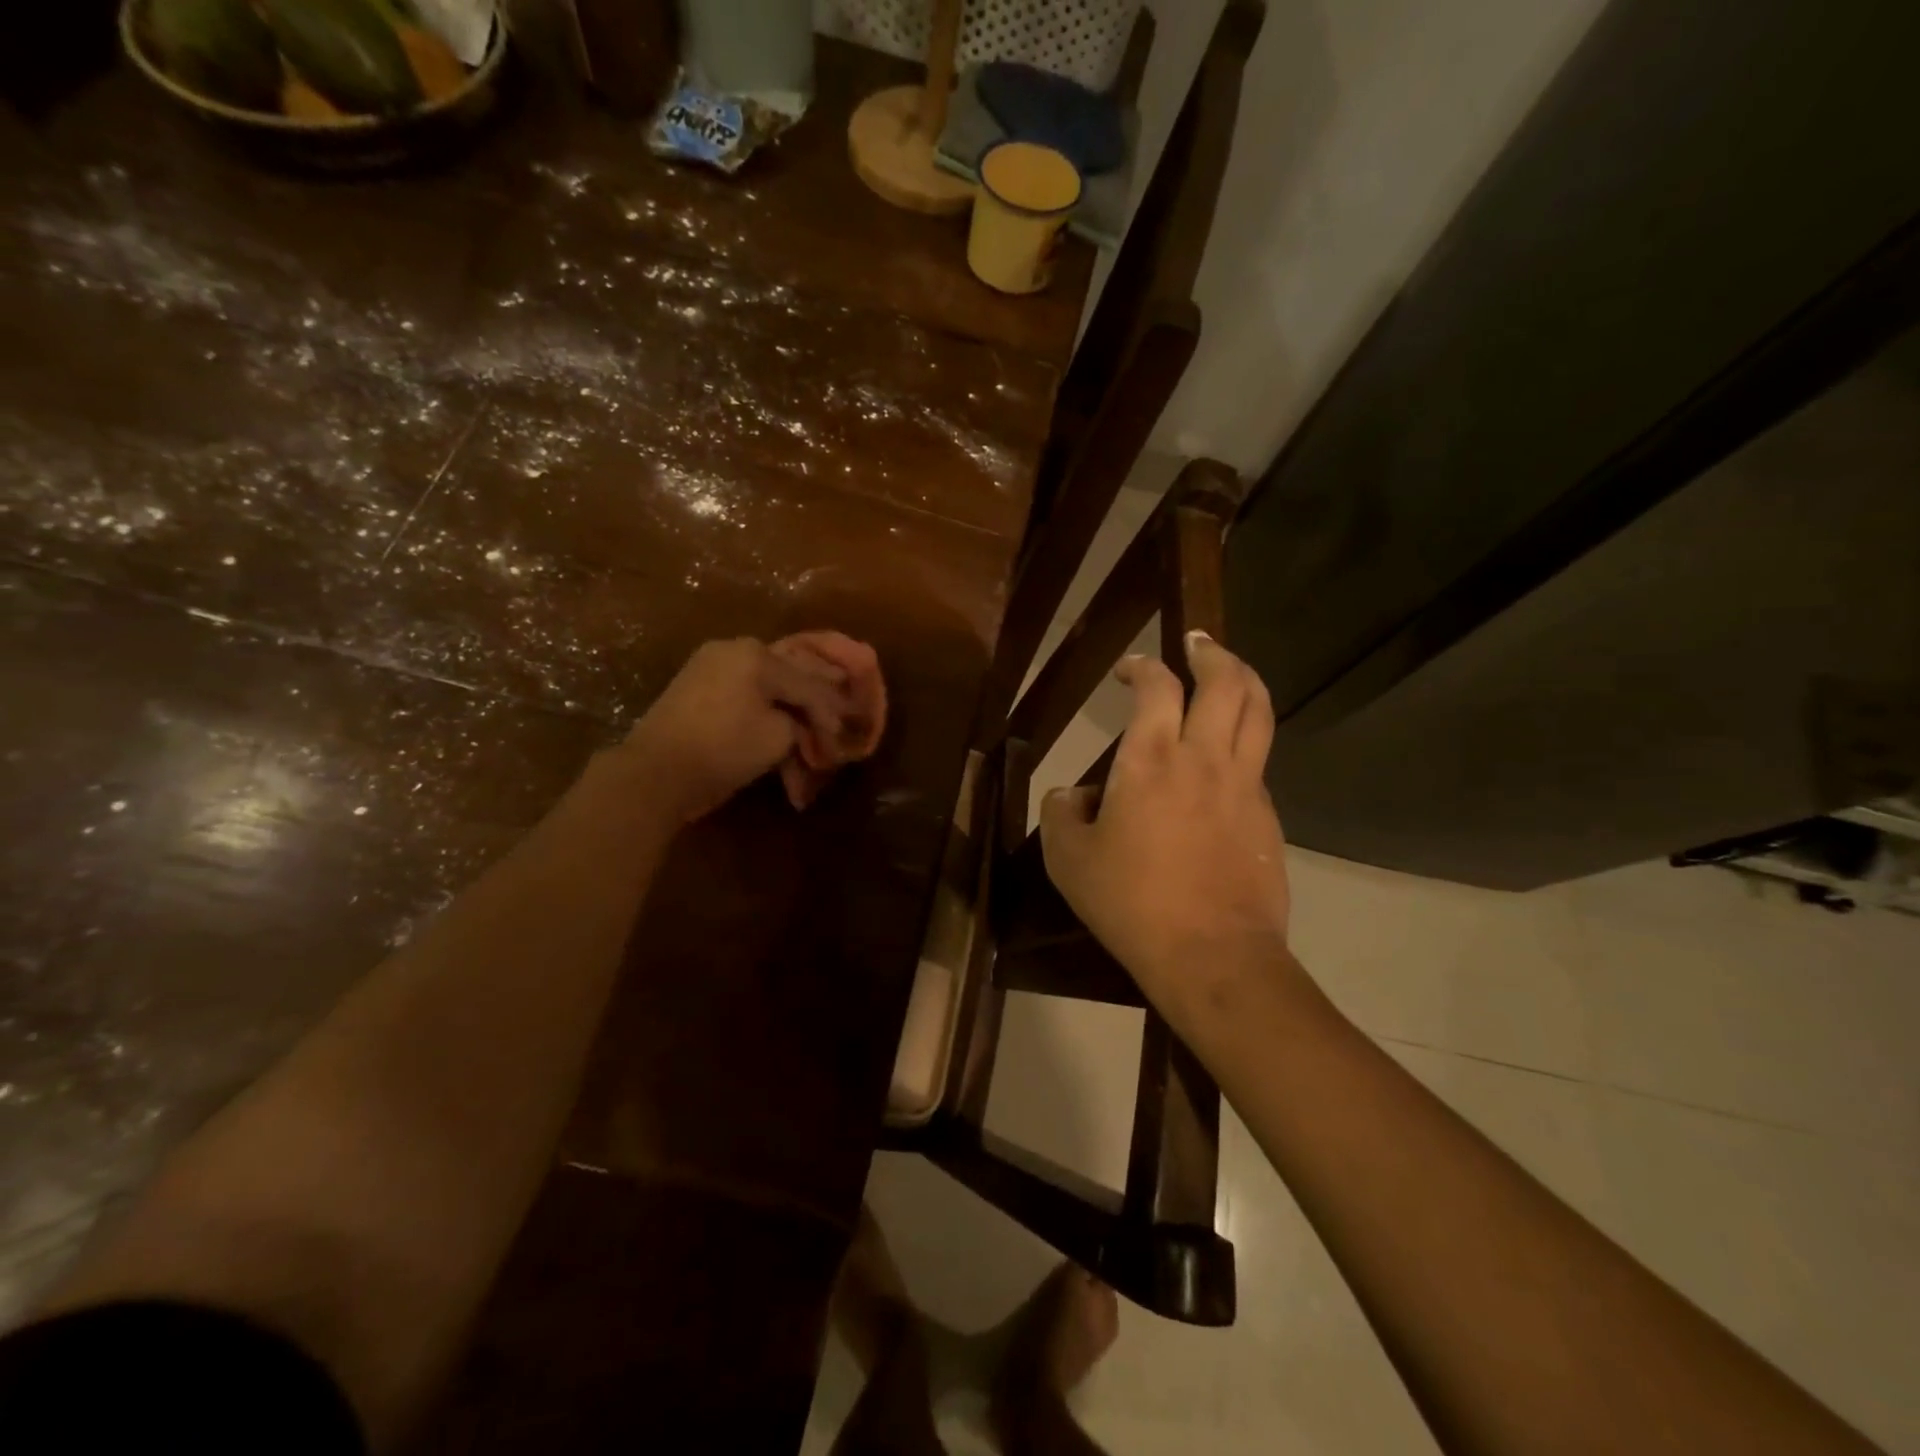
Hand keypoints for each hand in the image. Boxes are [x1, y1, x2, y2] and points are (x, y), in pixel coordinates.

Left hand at [619, 638, 849, 823]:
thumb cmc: (724, 749)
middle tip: (835, 720)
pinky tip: (776, 722)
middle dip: (812, 702)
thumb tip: (801, 721)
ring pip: (764, 684)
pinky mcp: (694, 686)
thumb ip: (800, 720)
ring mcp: (709, 664)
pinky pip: (741, 691)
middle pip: (787, 675)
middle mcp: (733, 649)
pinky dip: (761, 709)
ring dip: (787, 707)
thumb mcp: (778, 737)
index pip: (808, 683)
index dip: (830, 712)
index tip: (844, 736)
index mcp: (757, 654)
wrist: (654, 772)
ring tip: (806, 729)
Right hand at [1040, 633, 1292, 1020]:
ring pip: (1259, 712)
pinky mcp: (1268, 816)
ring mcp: (1245, 785)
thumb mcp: (1068, 860)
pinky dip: (1246, 739)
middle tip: (1196, 642)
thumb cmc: (1130, 903)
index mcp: (1151, 760)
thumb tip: (1075, 794)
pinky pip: (1259, 760)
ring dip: (1245, 680)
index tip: (1129, 667)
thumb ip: (1062, 813)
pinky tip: (1228, 757)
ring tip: (1230, 671)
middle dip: (1211, 652)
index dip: (1142, 665)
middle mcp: (1204, 758)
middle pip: (1226, 681)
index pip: (1156, 686)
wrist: (1212, 955)